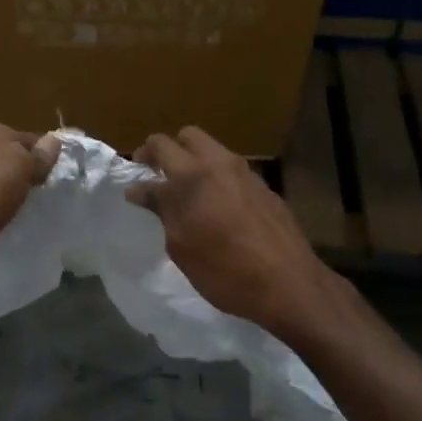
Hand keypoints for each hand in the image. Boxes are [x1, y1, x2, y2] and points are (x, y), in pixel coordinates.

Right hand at [127, 126, 339, 335]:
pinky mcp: (264, 188)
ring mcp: (246, 173)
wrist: (287, 283)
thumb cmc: (223, 270)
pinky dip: (217, 179)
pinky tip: (218, 209)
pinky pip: (232, 171)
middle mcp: (219, 164)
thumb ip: (160, 210)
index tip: (134, 185)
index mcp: (192, 175)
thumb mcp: (180, 245)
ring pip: (213, 150)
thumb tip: (139, 190)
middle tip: (158, 176)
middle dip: (168, 150)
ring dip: (195, 163)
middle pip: (187, 136)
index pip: (158, 148)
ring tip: (189, 194)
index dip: (140, 163)